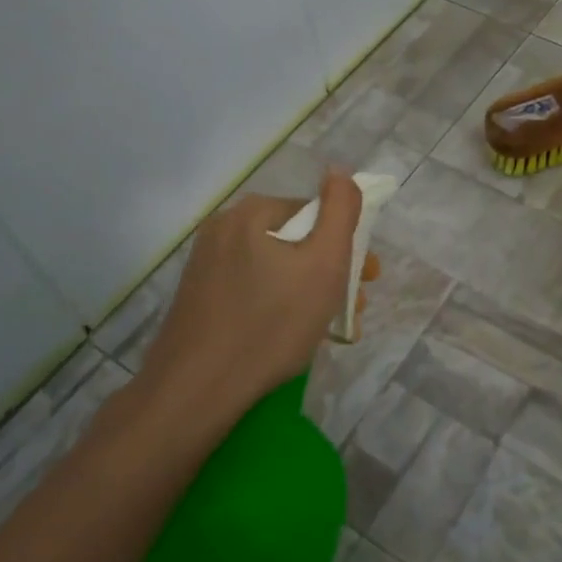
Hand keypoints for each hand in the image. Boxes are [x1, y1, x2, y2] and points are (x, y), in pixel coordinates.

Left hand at [139, 170, 377, 421]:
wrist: (195, 391)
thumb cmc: (271, 324)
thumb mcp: (325, 263)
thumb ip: (341, 210)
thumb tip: (340, 171)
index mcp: (252, 212)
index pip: (317, 214)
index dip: (348, 245)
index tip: (365, 280)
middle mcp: (223, 228)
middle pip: (296, 241)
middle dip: (331, 273)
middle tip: (352, 309)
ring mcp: (205, 265)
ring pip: (276, 269)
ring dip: (309, 292)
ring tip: (329, 329)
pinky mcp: (198, 298)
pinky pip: (252, 290)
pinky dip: (278, 305)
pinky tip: (291, 335)